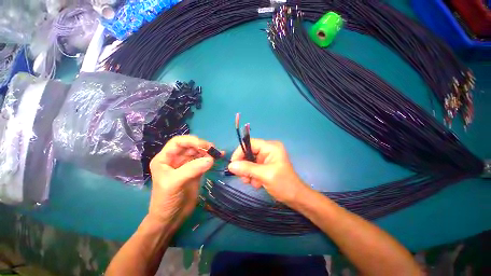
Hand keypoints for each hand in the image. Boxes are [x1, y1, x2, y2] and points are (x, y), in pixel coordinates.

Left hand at [148, 135, 214, 228]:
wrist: (170, 219)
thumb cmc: (165, 201)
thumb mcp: (174, 183)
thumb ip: (192, 169)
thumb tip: (211, 159)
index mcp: (165, 158)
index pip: (178, 142)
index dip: (191, 140)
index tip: (205, 145)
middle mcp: (176, 159)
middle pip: (190, 146)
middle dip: (202, 146)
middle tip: (213, 150)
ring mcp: (187, 165)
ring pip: (198, 153)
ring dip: (208, 152)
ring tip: (217, 154)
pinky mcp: (196, 171)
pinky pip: (204, 161)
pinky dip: (211, 158)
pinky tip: (219, 157)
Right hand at [227, 138, 306, 203]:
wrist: (296, 198)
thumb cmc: (284, 184)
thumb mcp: (265, 175)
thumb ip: (247, 169)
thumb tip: (230, 165)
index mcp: (271, 147)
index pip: (250, 143)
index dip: (240, 152)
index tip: (233, 164)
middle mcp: (268, 150)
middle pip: (248, 153)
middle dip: (244, 166)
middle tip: (244, 178)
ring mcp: (266, 158)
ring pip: (249, 161)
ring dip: (248, 173)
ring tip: (252, 182)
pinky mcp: (265, 166)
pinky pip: (252, 168)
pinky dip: (252, 176)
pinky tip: (257, 183)